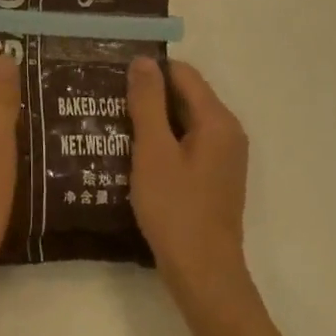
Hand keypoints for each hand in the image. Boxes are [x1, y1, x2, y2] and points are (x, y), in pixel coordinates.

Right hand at [128, 58, 251, 304]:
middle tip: (108, 100)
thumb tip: (143, 61)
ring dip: (152, 120)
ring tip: (113, 124)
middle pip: (185, 96)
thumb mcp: (153, 151)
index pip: (183, 74)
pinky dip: (163, 142)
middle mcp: (227, 132)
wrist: (203, 274)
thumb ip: (148, 103)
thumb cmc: (176, 209)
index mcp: (217, 120)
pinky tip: (133, 153)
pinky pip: (187, 144)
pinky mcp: (214, 178)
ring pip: (184, 122)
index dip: (149, 71)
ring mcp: (223, 157)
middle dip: (148, 96)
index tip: (113, 77)